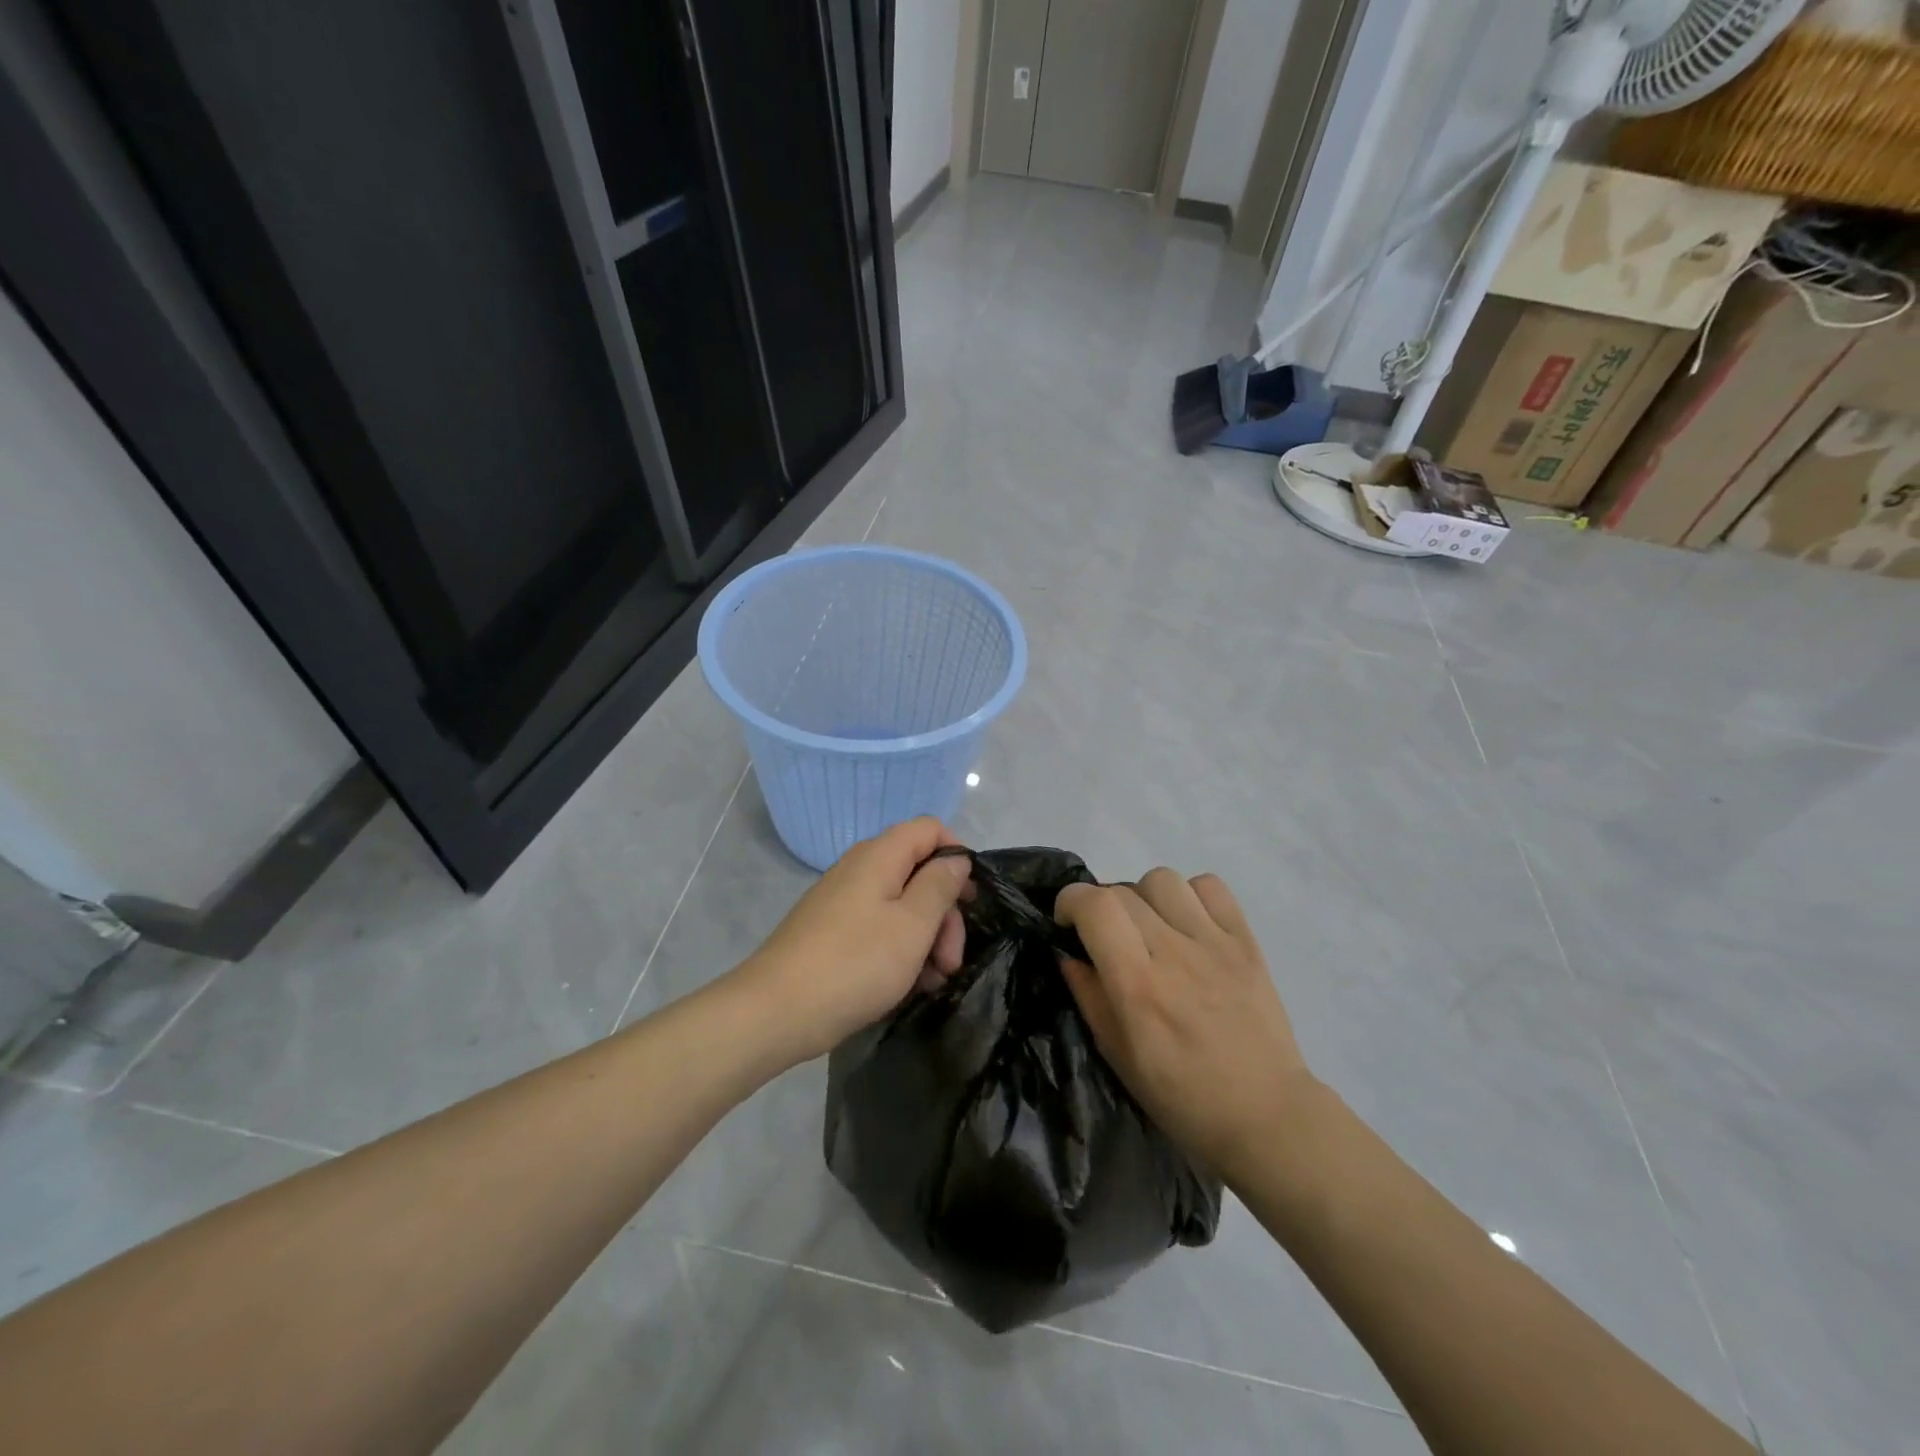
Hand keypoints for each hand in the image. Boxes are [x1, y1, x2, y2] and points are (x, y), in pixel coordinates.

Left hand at [735, 817, 970, 1065]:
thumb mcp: (912, 926)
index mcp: (880, 856)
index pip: (929, 828)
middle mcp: (859, 869)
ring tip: (932, 982)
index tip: (969, 898)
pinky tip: (906, 986)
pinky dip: (898, 951)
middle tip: (951, 960)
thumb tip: (956, 857)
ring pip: (900, 906)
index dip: (956, 855)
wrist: (775, 1012)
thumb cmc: (855, 964)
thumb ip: (940, 886)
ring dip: (925, 939)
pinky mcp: (831, 932)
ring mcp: (842, 901)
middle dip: (944, 913)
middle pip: (918, 871)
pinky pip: (877, 928)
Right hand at [1054, 869, 1314, 1181]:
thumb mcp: (1117, 1055)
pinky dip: (1190, 896)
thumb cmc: (1182, 1096)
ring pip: (1162, 879)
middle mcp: (1174, 952)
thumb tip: (1067, 952)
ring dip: (1144, 898)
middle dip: (1101, 907)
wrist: (1266, 1114)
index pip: (1094, 905)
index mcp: (1138, 985)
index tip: (1068, 924)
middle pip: (1121, 891)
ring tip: (1150, 928)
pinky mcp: (1246, 941)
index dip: (1070, 902)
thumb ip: (1088, 995)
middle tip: (1109, 938)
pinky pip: (1210, 886)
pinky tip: (1188, 925)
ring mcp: (1214, 943)